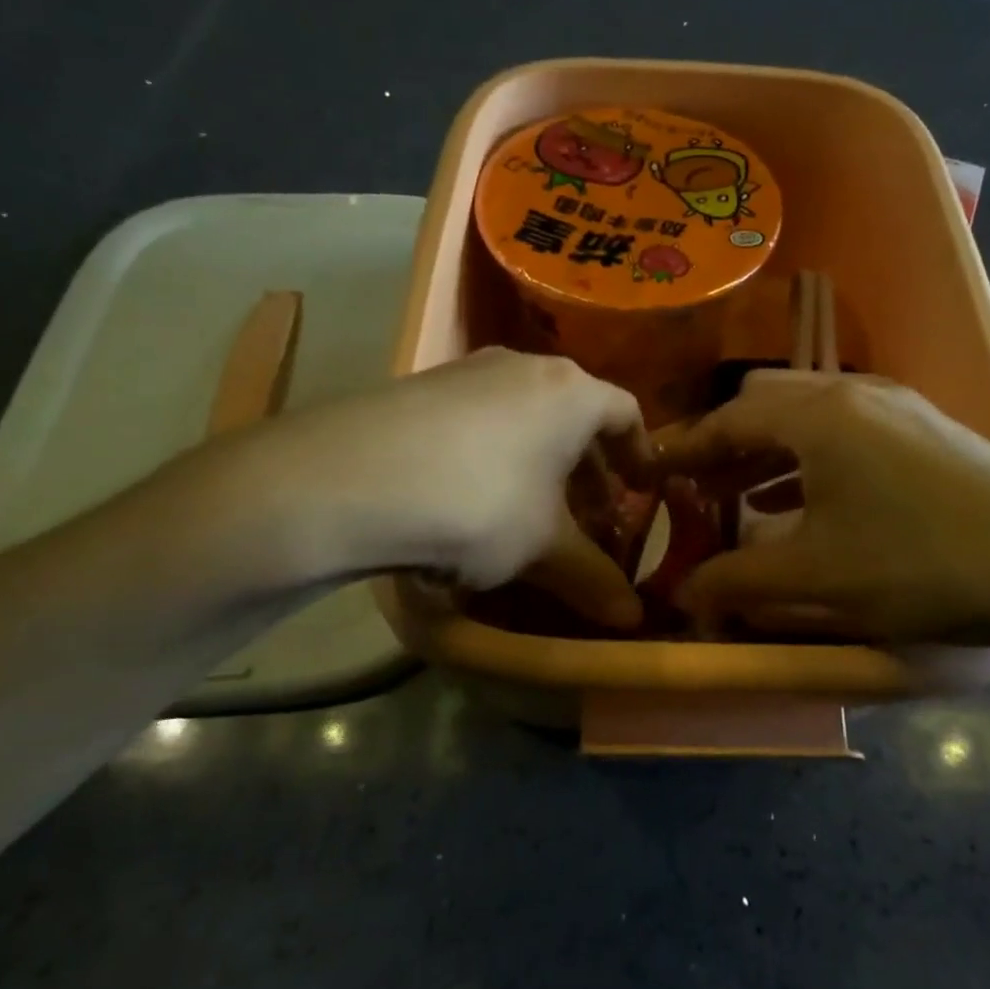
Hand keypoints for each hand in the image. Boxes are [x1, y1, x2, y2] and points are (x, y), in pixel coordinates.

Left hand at [178, 349, 650, 627]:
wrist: (347, 478)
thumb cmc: (479, 502)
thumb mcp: (544, 548)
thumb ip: (593, 579)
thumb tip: (632, 621)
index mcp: (571, 392)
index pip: (627, 413)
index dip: (640, 454)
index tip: (642, 490)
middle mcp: (523, 367)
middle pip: (575, 415)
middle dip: (588, 467)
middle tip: (591, 514)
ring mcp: (466, 372)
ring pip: (524, 417)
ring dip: (540, 462)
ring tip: (532, 512)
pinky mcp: (419, 388)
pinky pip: (478, 421)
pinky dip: (494, 456)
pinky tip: (471, 499)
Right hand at [659, 371, 989, 658]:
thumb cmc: (922, 566)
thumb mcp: (817, 579)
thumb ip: (736, 581)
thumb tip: (684, 594)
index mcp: (819, 414)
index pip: (728, 419)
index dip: (683, 449)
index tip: (650, 474)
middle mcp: (855, 394)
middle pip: (767, 404)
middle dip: (725, 445)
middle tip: (699, 491)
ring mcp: (899, 408)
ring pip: (809, 418)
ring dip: (768, 453)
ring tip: (741, 500)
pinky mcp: (929, 431)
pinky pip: (847, 433)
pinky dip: (811, 460)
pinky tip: (807, 503)